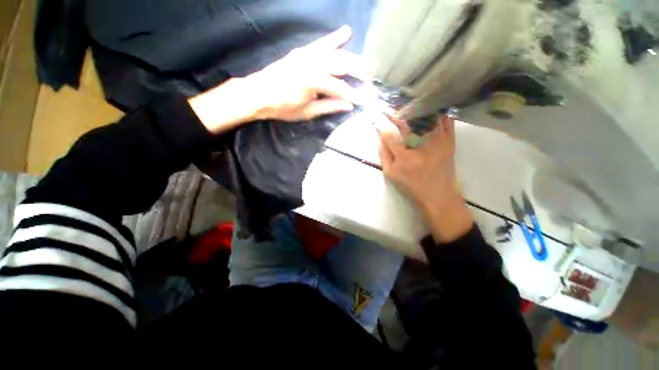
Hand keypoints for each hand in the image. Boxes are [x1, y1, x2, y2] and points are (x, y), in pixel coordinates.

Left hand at [189, 26, 364, 133]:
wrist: (258, 94)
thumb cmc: (282, 107)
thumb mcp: (307, 112)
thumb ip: (330, 106)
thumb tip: (349, 105)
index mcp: (314, 81)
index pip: (341, 88)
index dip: (355, 95)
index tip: (366, 101)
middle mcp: (313, 63)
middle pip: (343, 65)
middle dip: (359, 74)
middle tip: (370, 82)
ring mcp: (308, 54)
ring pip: (336, 53)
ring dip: (352, 59)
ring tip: (365, 66)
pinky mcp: (302, 51)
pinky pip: (321, 43)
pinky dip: (334, 38)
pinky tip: (346, 32)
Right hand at [376, 115, 472, 242]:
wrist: (439, 196)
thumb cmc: (411, 187)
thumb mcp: (391, 174)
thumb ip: (384, 154)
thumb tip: (381, 136)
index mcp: (405, 157)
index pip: (390, 133)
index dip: (381, 122)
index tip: (376, 114)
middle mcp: (422, 146)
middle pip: (407, 121)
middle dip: (396, 112)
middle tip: (389, 106)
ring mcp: (439, 141)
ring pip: (427, 116)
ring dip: (415, 107)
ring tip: (406, 103)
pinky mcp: (450, 141)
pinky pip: (445, 119)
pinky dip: (436, 111)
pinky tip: (428, 108)